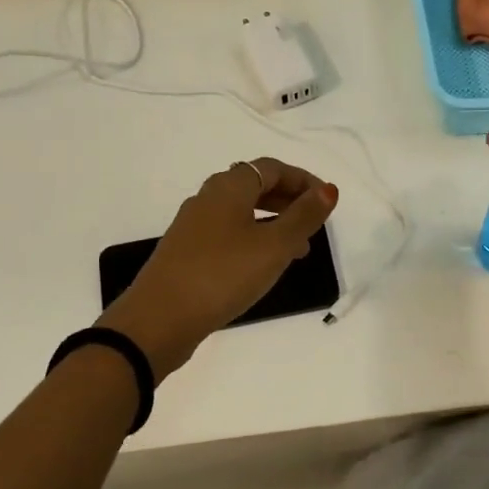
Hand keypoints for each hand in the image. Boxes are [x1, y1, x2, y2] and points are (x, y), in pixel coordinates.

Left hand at [100, 157, 337, 378]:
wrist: (159, 320)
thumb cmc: (223, 275)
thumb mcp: (274, 246)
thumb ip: (304, 217)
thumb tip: (328, 190)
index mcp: (229, 187)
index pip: (272, 168)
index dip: (303, 180)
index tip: (327, 201)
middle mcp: (208, 198)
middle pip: (255, 186)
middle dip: (289, 200)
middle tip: (315, 222)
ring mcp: (193, 226)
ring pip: (241, 212)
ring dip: (273, 222)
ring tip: (298, 250)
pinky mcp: (186, 252)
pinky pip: (228, 233)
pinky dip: (253, 239)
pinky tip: (262, 266)